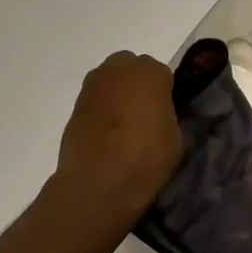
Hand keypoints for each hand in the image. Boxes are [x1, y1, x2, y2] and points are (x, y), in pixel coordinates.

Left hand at [53, 52, 182, 231]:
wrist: (97, 184)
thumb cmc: (145, 157)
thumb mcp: (177, 139)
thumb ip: (172, 118)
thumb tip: (165, 118)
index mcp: (149, 72)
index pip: (163, 75)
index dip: (166, 94)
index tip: (167, 114)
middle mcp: (119, 69)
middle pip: (133, 68)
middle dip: (138, 85)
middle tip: (145, 114)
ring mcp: (93, 85)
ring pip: (111, 82)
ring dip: (118, 95)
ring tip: (124, 126)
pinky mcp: (75, 105)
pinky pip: (96, 100)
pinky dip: (101, 111)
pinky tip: (106, 135)